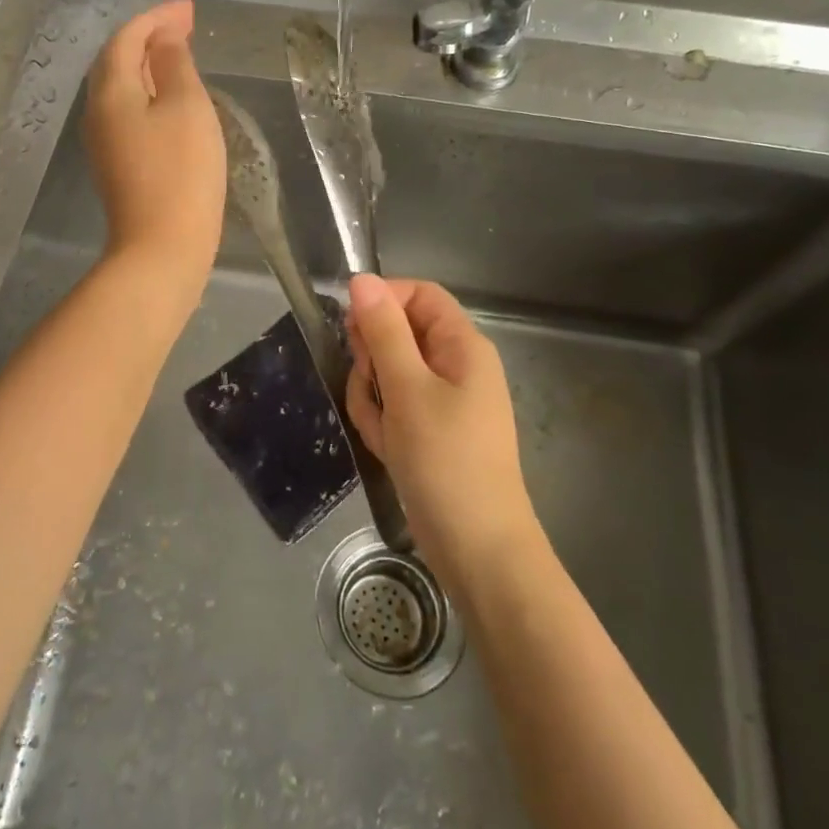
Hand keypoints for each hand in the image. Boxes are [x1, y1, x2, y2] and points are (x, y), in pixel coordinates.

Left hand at [83, 0, 225, 306]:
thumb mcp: (187, 108)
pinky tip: (171, 99)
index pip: (127, 38)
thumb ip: (175, 65)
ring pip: (121, 87)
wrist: (161, 248)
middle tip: (186, 27)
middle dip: (150, 37)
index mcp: (111, 91)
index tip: (191, 9)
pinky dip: (149, 93)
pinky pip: (128, 112)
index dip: (158, 17)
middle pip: (118, 60)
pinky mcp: (117, 165)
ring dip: (149, 65)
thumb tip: (164, 38)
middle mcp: (98, 112)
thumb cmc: (181, 172)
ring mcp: (104, 141)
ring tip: (181, 55)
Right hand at [345, 274, 537, 585]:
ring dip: (373, 397)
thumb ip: (383, 331)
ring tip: (384, 431)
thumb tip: (361, 280)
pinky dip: (382, 423)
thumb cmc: (446, 460)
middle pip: (398, 334)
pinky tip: (388, 449)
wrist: (477, 549)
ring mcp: (441, 400)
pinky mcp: (428, 430)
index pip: (418, 295)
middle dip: (373, 360)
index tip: (351, 328)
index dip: (382, 301)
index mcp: (462, 345)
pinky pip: (392, 407)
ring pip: (387, 374)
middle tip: (373, 389)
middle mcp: (454, 365)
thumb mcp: (408, 389)